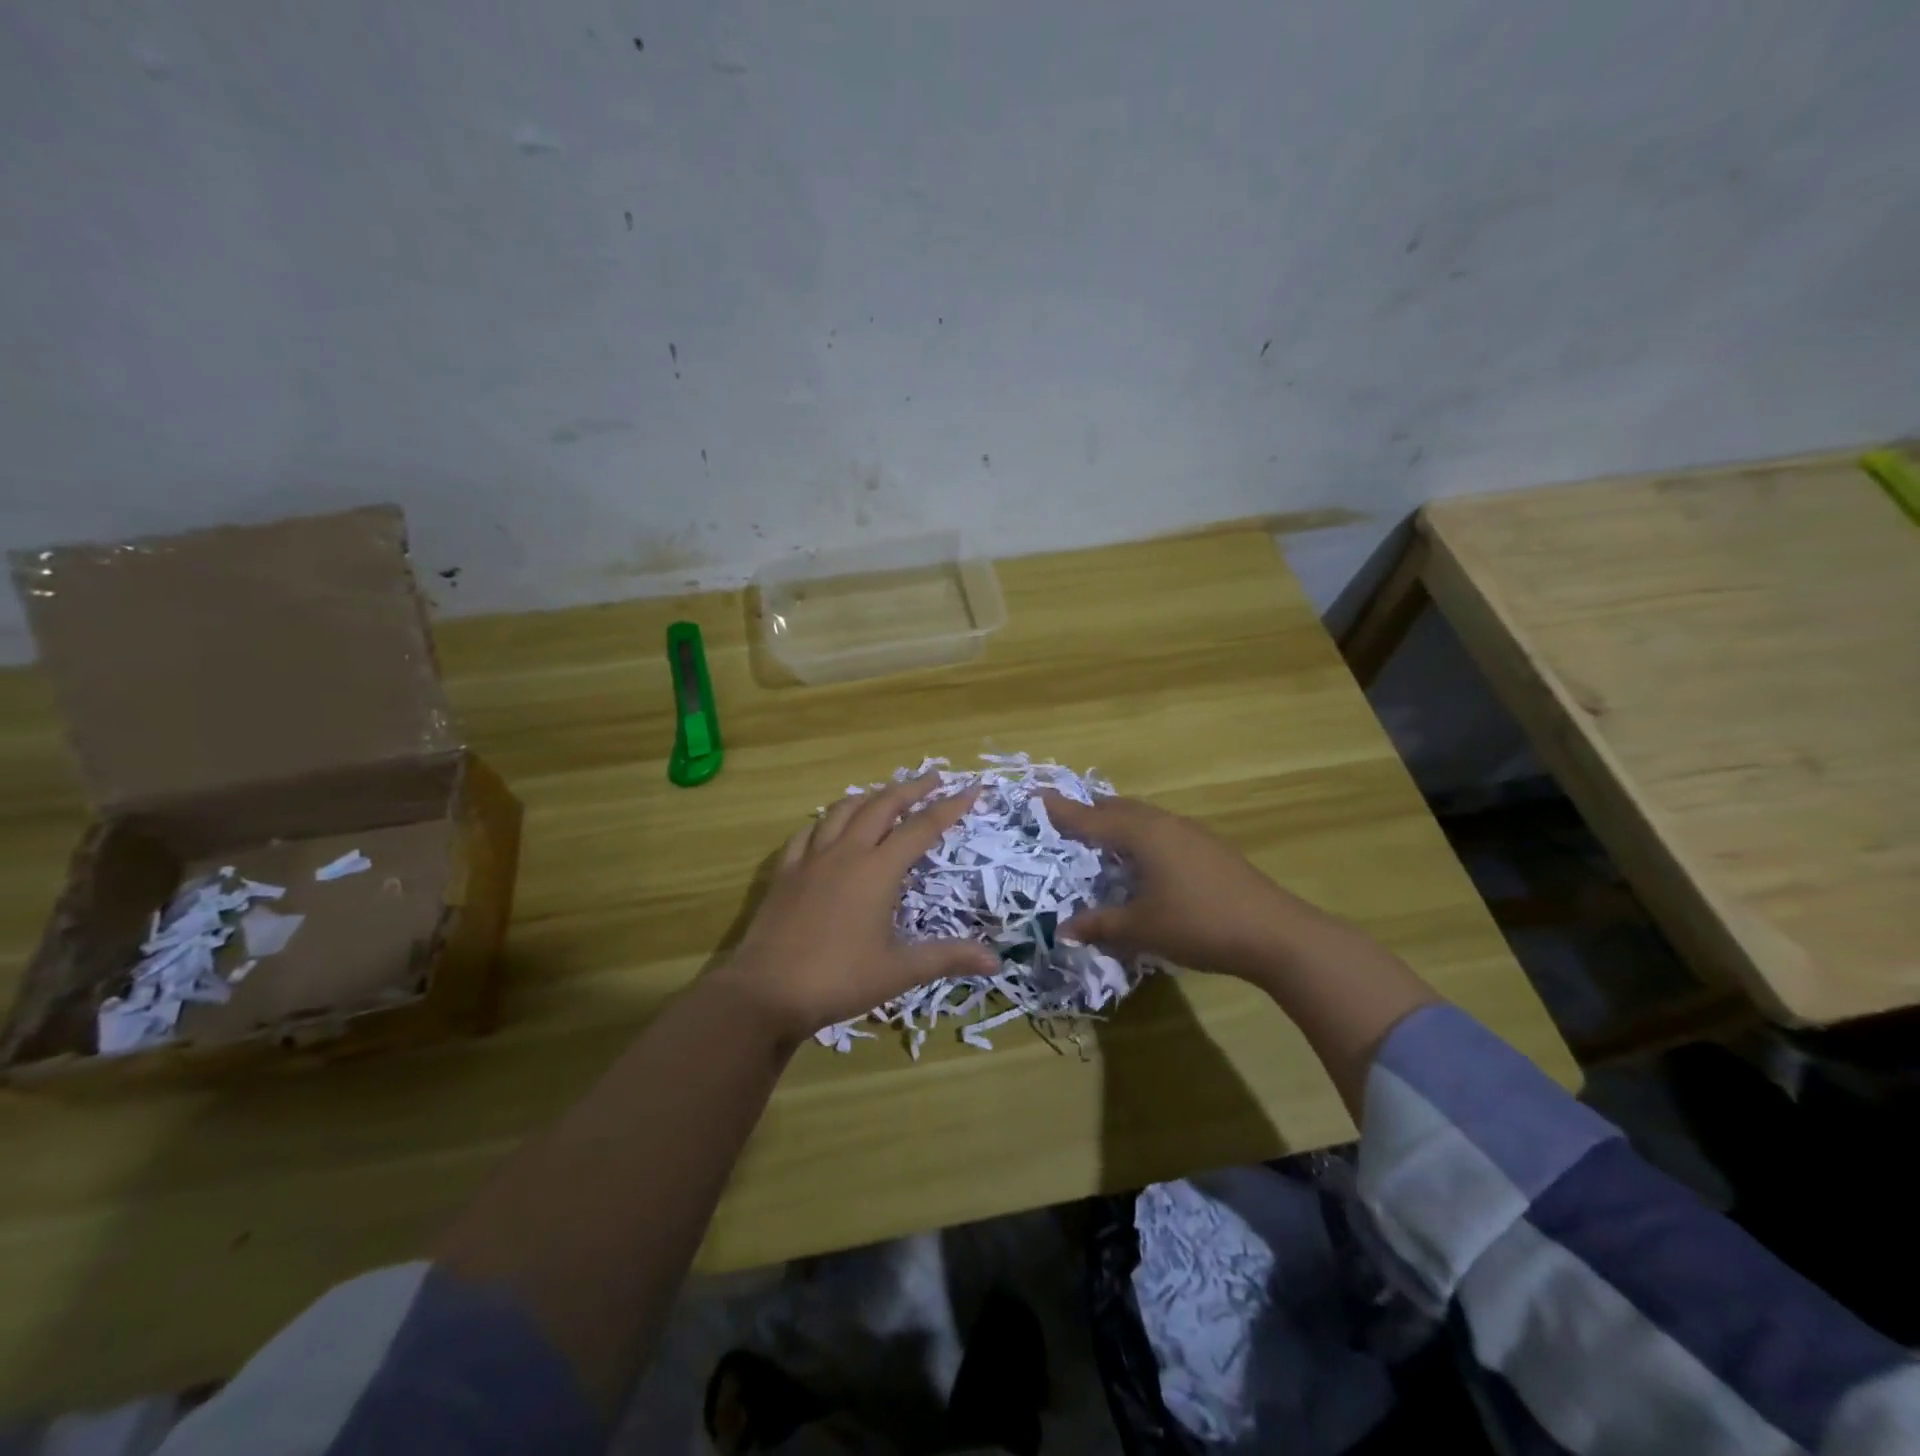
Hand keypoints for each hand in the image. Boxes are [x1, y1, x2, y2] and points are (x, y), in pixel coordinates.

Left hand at [719, 775, 998, 1043]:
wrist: (766, 991)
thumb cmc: (838, 979)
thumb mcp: (899, 971)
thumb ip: (947, 958)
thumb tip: (996, 961)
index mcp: (877, 870)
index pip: (921, 828)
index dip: (949, 808)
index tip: (971, 790)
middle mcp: (846, 853)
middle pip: (882, 806)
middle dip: (911, 789)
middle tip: (933, 778)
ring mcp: (811, 858)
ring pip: (843, 810)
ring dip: (870, 796)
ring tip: (885, 793)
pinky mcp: (785, 871)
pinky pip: (808, 831)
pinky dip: (827, 819)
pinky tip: (829, 824)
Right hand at [1038, 792, 1318, 981]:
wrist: (1274, 932)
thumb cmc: (1198, 923)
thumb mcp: (1141, 928)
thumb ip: (1100, 924)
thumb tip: (1063, 930)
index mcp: (1142, 835)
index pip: (1091, 818)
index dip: (1061, 810)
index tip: (1035, 795)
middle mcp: (1164, 824)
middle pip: (1119, 809)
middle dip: (1091, 811)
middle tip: (1065, 819)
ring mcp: (1191, 833)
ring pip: (1144, 817)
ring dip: (1119, 822)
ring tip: (1101, 837)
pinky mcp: (1210, 848)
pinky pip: (1162, 830)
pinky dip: (1141, 835)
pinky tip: (1144, 859)